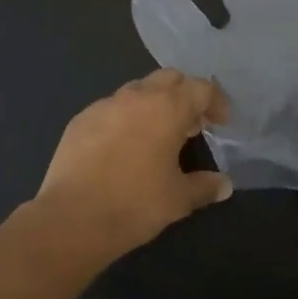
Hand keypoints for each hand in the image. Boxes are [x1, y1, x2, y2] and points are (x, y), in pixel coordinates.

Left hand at [34, 69, 231, 259]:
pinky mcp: (80, 120)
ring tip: (157, 136)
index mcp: (167, 108)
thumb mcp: (178, 199)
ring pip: (137, 90)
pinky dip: (125, 118)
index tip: (221, 124)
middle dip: (184, 96)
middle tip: (191, 126)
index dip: (216, 103)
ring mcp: (104, 105)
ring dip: (153, 104)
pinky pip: (111, 108)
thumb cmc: (135, 204)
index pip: (201, 88)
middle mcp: (136, 96)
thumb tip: (224, 185)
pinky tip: (122, 147)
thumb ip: (205, 186)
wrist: (72, 219)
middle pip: (169, 79)